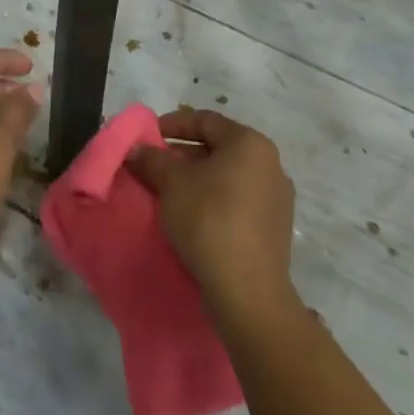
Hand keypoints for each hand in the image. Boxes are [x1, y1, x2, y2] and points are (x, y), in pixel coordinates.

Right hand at [127, 108, 296, 317]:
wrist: (248, 293)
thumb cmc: (209, 220)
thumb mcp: (171, 183)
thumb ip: (152, 159)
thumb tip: (136, 149)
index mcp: (250, 143)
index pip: (205, 120)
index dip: (172, 124)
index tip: (148, 136)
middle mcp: (270, 164)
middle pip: (218, 148)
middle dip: (182, 154)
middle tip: (154, 165)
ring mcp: (277, 199)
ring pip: (228, 176)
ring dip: (197, 179)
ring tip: (168, 192)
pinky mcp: (275, 229)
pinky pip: (238, 201)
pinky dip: (213, 200)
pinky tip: (192, 215)